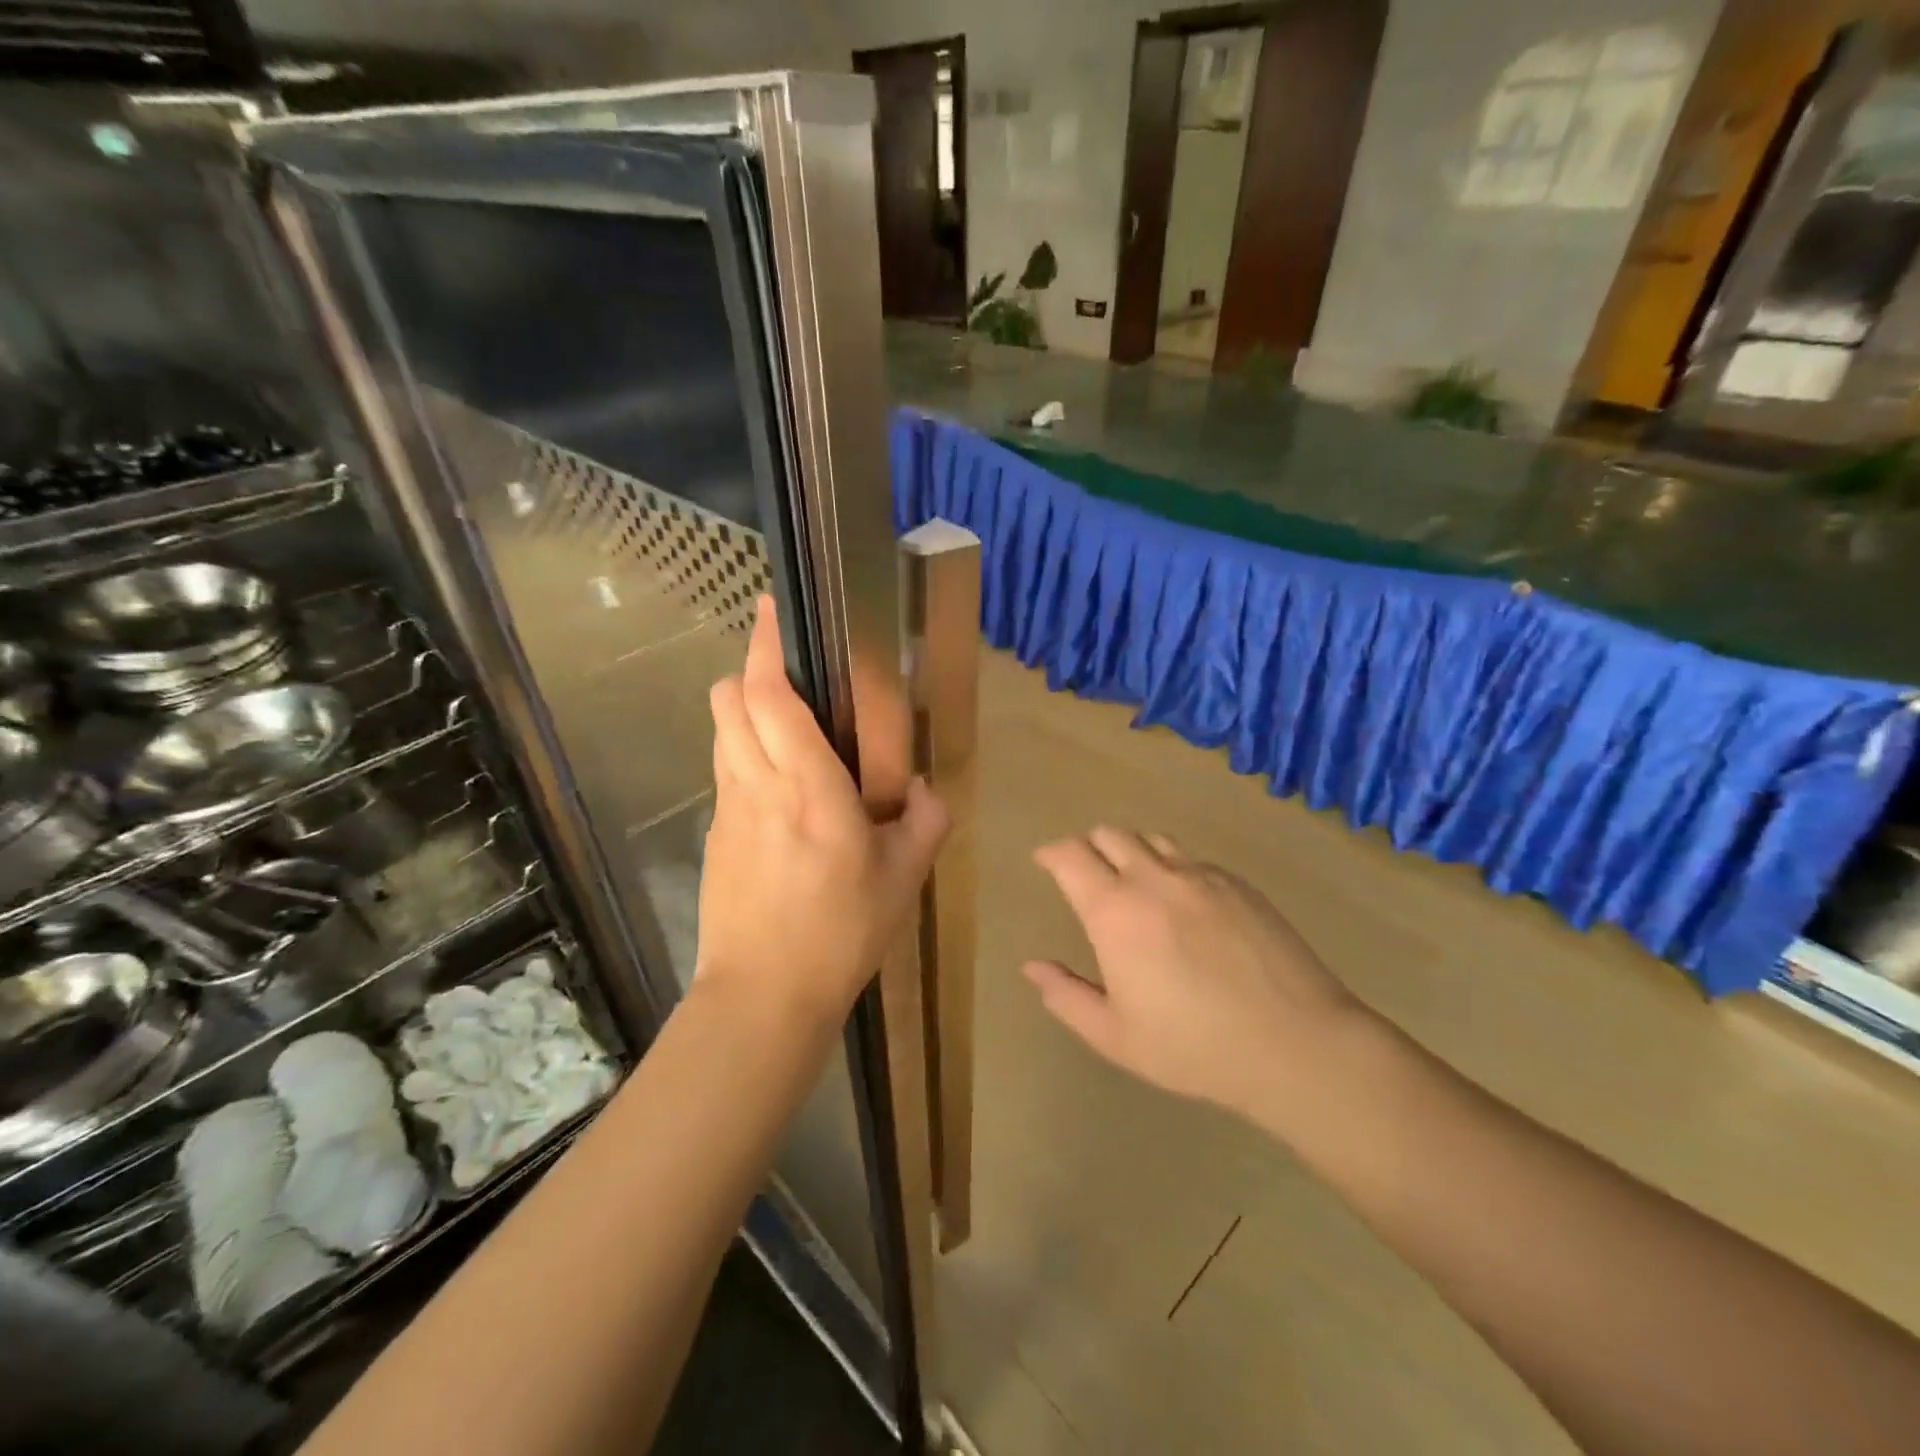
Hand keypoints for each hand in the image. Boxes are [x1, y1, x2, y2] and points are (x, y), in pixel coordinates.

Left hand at [699, 597, 948, 1027]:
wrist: (764, 996)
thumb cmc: (841, 932)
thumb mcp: (904, 878)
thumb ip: (924, 820)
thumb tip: (920, 789)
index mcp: (808, 785)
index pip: (769, 695)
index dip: (764, 646)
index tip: (769, 610)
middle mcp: (757, 784)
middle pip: (729, 700)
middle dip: (751, 671)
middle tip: (791, 674)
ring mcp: (727, 809)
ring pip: (721, 733)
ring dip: (745, 712)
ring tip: (787, 728)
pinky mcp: (714, 836)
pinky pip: (726, 772)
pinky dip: (743, 755)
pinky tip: (779, 792)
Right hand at [1025, 828, 1375, 1136]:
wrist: (1295, 1044)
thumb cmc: (1195, 1047)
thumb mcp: (1115, 1036)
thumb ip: (1066, 996)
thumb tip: (1032, 966)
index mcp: (1115, 912)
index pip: (1070, 856)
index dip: (1051, 853)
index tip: (1044, 861)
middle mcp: (1154, 879)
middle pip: (1109, 835)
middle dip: (1088, 846)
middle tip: (1085, 874)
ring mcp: (1201, 876)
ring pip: (1152, 839)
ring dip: (1131, 850)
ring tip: (1132, 880)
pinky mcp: (1239, 884)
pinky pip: (1192, 859)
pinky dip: (1172, 867)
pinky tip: (1183, 902)